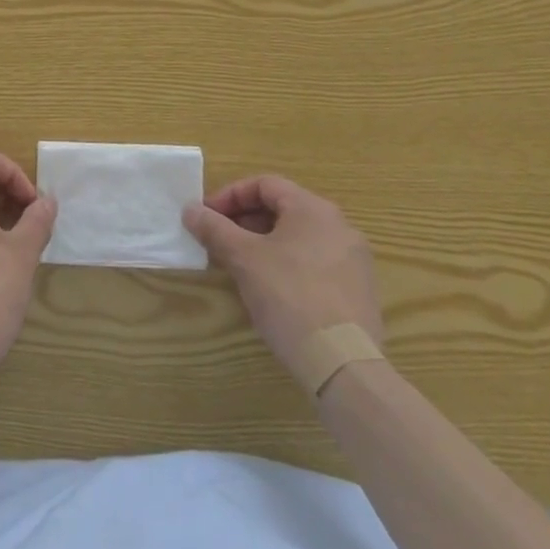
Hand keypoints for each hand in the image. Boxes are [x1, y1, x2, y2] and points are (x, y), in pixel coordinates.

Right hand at [183, 176, 383, 385]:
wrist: (343, 364)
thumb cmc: (289, 296)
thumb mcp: (243, 258)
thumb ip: (214, 228)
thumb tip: (190, 209)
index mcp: (313, 209)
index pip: (264, 184)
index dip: (230, 196)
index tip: (207, 216)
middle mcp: (339, 226)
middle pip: (282, 209)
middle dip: (245, 221)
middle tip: (218, 240)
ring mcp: (354, 260)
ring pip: (298, 238)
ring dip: (264, 243)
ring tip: (239, 265)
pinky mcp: (358, 291)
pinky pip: (315, 263)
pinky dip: (287, 265)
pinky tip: (271, 290)